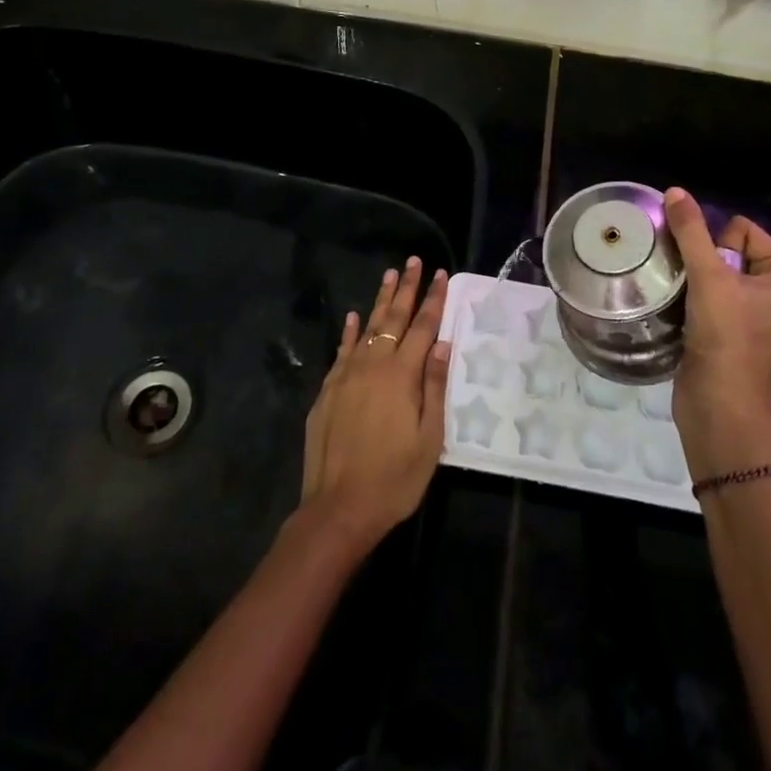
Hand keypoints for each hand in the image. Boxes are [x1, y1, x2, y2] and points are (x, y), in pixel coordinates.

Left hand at [298, 258, 450, 552]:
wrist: (339, 508)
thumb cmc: (394, 479)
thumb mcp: (429, 439)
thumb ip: (435, 388)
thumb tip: (442, 344)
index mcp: (402, 376)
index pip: (423, 327)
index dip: (433, 300)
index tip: (441, 275)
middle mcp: (374, 366)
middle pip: (394, 319)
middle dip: (406, 289)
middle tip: (414, 262)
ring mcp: (347, 376)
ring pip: (367, 328)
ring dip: (380, 301)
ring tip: (390, 275)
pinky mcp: (328, 391)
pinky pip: (342, 351)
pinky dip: (350, 331)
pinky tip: (355, 317)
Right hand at [665, 189, 770, 474]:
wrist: (718, 406)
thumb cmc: (725, 337)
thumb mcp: (709, 277)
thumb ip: (691, 231)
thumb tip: (675, 191)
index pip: (744, 230)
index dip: (717, 244)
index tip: (707, 273)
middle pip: (729, 250)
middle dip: (703, 260)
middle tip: (693, 285)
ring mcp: (756, 316)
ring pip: (716, 274)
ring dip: (695, 279)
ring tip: (684, 296)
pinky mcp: (733, 332)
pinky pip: (710, 296)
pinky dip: (694, 298)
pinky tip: (683, 310)